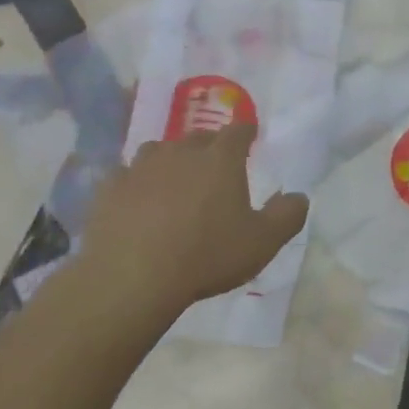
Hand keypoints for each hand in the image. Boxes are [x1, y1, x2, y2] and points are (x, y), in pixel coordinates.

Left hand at [73, 124, 308, 320]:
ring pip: (158, 151)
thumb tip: (299, 196)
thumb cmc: (207, 255)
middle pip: (198, 137)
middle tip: (215, 163)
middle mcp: (180, 152)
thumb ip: (287, 216)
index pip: (238, 131)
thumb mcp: (263, 242)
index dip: (246, 131)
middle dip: (209, 146)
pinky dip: (135, 182)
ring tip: (174, 179)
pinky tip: (136, 200)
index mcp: (220, 160)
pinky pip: (125, 175)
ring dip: (170, 160)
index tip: (250, 135)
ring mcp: (140, 168)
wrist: (132, 277)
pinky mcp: (109, 189)